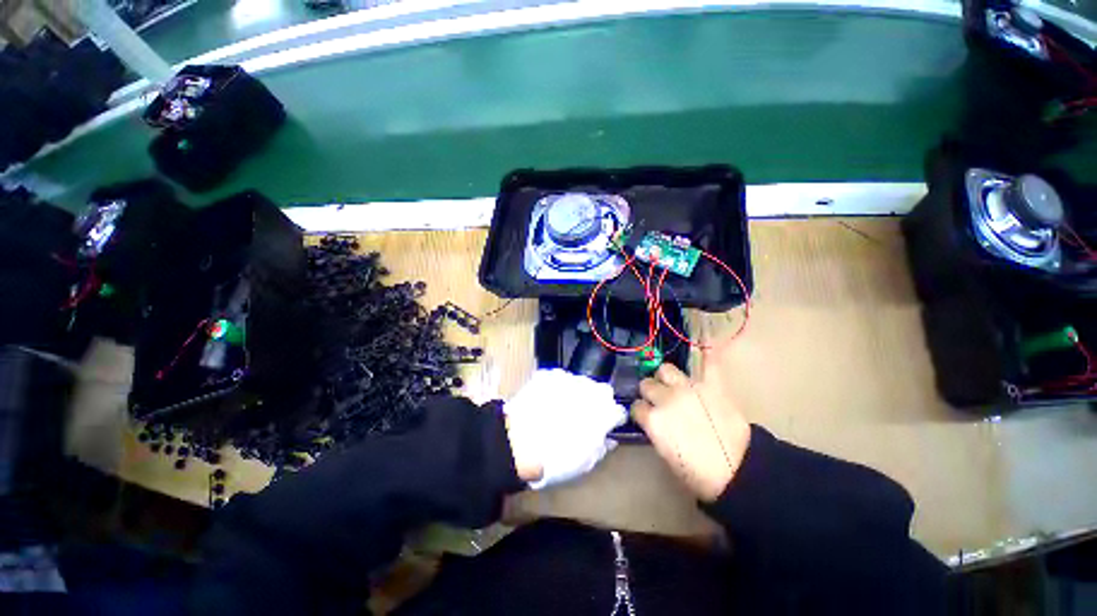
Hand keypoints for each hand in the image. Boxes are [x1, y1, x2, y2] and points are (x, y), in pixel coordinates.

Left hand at [504, 369, 626, 489]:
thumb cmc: (555, 458)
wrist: (517, 442)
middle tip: (582, 416)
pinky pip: (559, 379)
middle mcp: (590, 389)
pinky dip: (557, 388)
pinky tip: (547, 401)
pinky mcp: (548, 374)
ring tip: (561, 408)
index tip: (606, 425)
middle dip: (596, 402)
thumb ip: (601, 446)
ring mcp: (568, 378)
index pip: (618, 411)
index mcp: (604, 412)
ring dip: (576, 393)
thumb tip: (607, 438)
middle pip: (601, 391)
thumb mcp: (585, 463)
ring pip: (580, 383)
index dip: (612, 420)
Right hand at [631, 354, 750, 501]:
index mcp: (652, 420)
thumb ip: (655, 430)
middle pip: (646, 384)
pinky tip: (705, 344)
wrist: (738, 471)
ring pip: (665, 369)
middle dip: (649, 392)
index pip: (635, 407)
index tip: (645, 416)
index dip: (640, 412)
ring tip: (673, 384)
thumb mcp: (666, 455)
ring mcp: (688, 388)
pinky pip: (708, 363)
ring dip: (665, 377)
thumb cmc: (698, 473)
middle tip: (659, 401)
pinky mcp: (710, 385)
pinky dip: (707, 356)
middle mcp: (665, 398)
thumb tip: (653, 420)